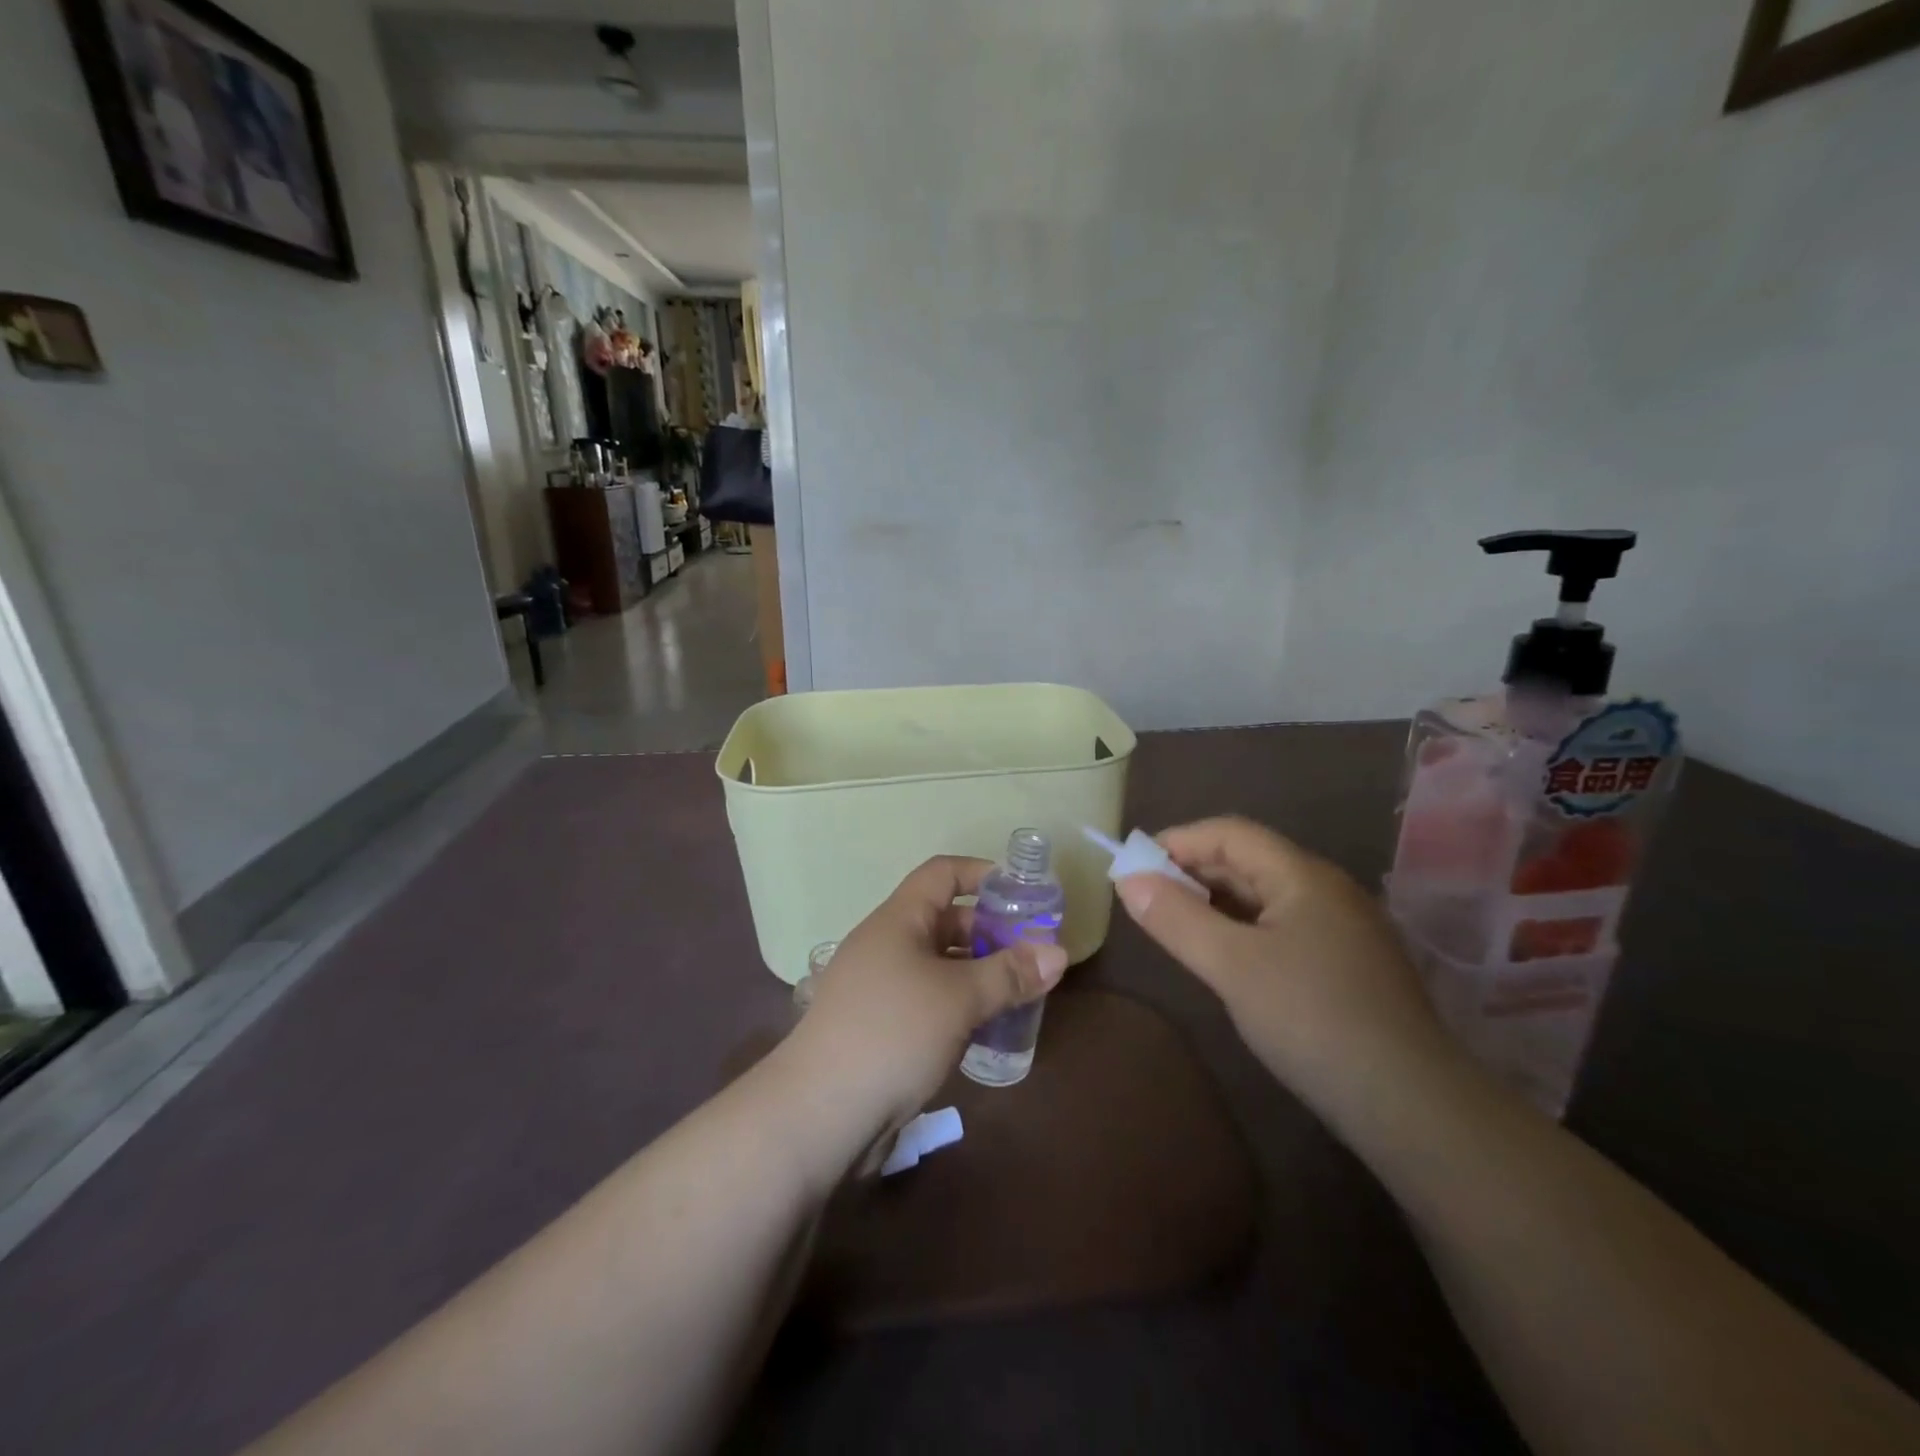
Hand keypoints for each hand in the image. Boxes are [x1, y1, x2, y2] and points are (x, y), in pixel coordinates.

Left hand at [789, 856, 1068, 1133]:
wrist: (821, 1112)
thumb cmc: (893, 1032)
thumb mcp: (960, 998)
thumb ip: (1010, 974)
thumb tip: (1059, 953)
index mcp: (898, 920)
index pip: (942, 874)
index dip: (982, 874)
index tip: (1022, 895)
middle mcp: (887, 945)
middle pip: (945, 921)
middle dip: (990, 933)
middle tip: (1033, 956)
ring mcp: (880, 988)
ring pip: (939, 966)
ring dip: (978, 975)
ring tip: (1019, 994)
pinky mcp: (880, 1027)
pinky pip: (928, 1001)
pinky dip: (959, 1007)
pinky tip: (985, 1031)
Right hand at [1117, 818, 1458, 1119]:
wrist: (1410, 1105)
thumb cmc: (1312, 1019)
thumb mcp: (1232, 966)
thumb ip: (1176, 919)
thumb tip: (1128, 880)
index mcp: (1303, 876)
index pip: (1231, 833)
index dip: (1178, 841)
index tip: (1134, 867)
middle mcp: (1326, 889)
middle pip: (1248, 860)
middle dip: (1193, 871)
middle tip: (1146, 899)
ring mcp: (1341, 928)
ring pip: (1264, 896)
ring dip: (1215, 901)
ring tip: (1175, 925)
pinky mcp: (1345, 963)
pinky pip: (1281, 926)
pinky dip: (1241, 929)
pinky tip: (1223, 956)